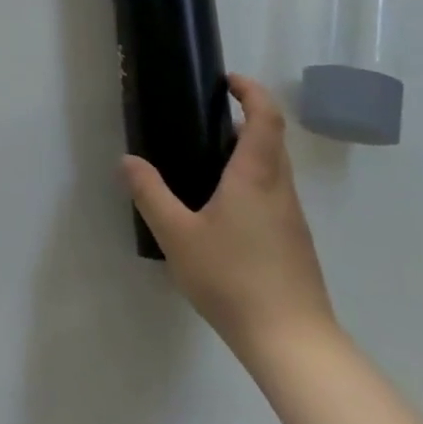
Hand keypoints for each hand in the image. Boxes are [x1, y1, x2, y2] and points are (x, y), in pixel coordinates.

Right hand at [122, 74, 335, 366]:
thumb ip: (151, 194)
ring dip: (246, 153)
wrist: (293, 344)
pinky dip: (250, 183)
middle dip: (244, 119)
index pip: (265, 117)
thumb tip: (128, 160)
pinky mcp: (294, 243)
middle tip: (203, 120)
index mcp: (256, 176)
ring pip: (273, 170)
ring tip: (204, 164)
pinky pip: (272, 195)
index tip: (227, 80)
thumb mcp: (177, 235)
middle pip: (271, 139)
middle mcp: (280, 189)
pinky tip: (221, 212)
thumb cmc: (234, 278)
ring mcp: (292, 218)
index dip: (251, 91)